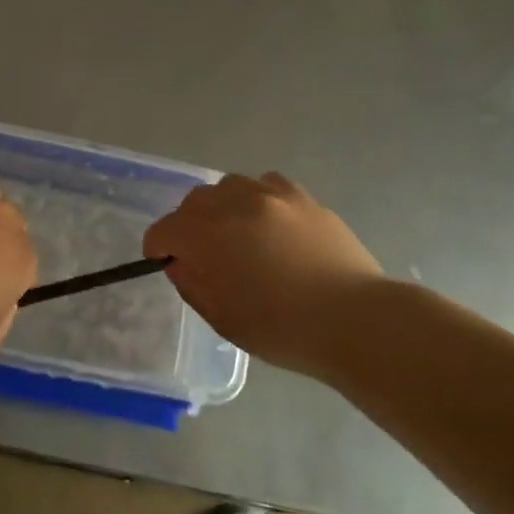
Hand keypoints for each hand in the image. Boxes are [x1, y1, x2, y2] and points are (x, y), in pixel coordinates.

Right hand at [145, 172, 387, 377]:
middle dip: (188, 225)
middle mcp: (235, 203)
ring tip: (238, 235)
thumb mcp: (223, 318)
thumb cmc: (283, 329)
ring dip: (223, 208)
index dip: (159, 247)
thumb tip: (182, 262)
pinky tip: (270, 224)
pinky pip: (267, 185)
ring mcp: (272, 194)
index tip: (167, 263)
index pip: (165, 230)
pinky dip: (258, 200)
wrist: (355, 320)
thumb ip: (193, 284)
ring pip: (229, 186)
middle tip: (202, 253)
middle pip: (194, 201)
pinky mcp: (303, 197)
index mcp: (209, 235)